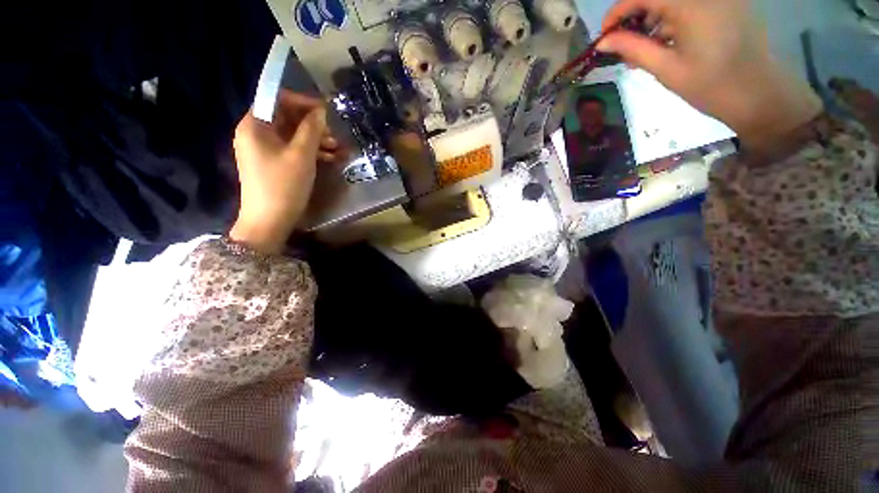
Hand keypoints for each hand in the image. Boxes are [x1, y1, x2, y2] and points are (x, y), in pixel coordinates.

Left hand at [230, 91, 340, 253]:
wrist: (269, 221)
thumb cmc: (284, 185)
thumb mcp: (302, 155)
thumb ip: (311, 129)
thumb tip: (321, 111)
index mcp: (255, 125)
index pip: (277, 99)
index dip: (302, 101)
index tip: (325, 110)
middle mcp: (255, 133)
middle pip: (285, 117)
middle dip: (312, 124)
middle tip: (334, 134)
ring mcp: (263, 150)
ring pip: (291, 135)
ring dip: (314, 139)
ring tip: (337, 148)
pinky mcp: (272, 164)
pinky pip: (291, 150)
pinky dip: (309, 151)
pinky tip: (329, 158)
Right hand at [598, 0, 822, 149]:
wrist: (758, 93)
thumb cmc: (710, 85)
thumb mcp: (666, 69)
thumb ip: (633, 49)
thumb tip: (603, 42)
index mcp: (692, 4)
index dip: (617, 11)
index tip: (604, 36)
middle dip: (634, 15)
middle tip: (622, 44)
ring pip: (671, 0)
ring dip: (651, 18)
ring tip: (642, 49)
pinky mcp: (725, 2)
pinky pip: (688, 4)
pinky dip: (670, 18)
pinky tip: (664, 42)